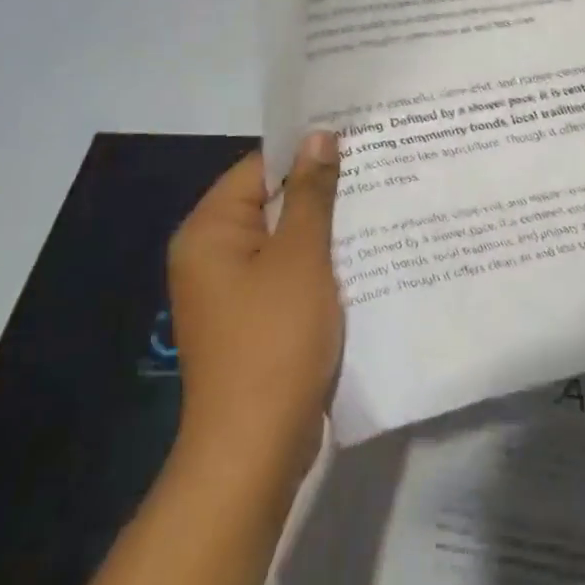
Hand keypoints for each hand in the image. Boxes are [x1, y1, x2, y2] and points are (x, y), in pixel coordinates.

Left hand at [166, 132, 342, 488]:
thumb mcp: (301, 256)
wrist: (255, 449)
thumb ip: (311, 192)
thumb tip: (319, 136)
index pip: (260, 167)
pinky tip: (359, 254)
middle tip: (374, 168)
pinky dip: (317, 262)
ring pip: (283, 239)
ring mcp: (230, 290)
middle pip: (271, 202)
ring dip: (323, 227)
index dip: (306, 152)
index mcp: (209, 230)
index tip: (355, 140)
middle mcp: (211, 254)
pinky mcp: (251, 318)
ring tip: (375, 203)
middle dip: (320, 189)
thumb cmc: (275, 339)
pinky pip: (286, 272)